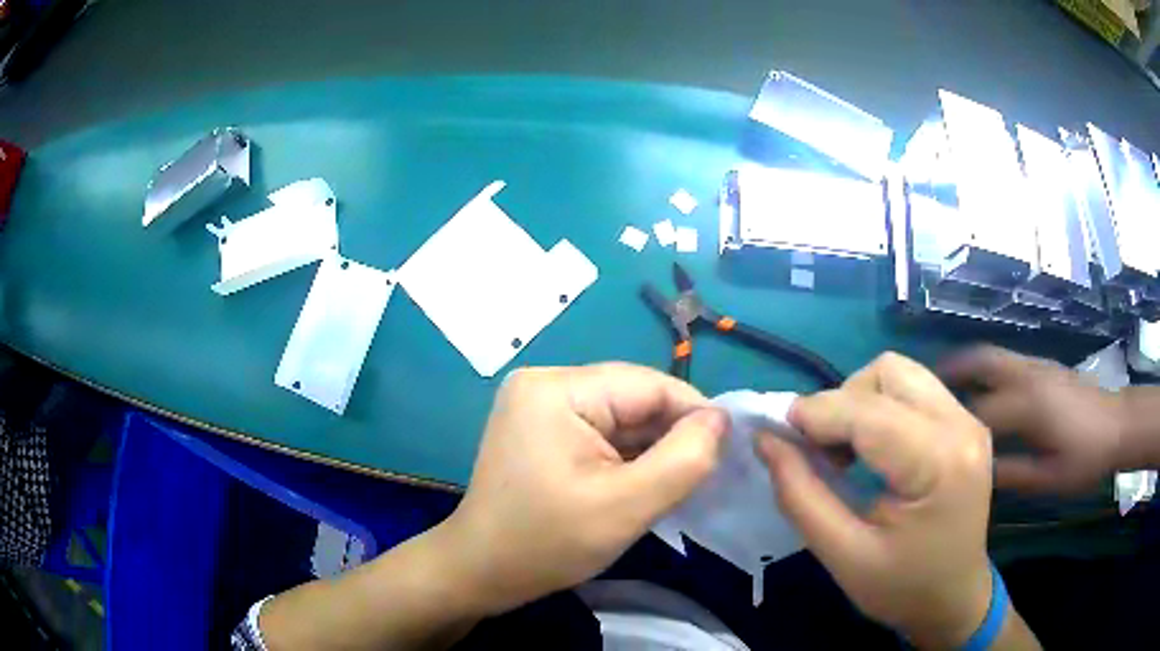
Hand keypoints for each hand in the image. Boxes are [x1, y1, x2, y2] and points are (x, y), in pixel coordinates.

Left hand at [439, 362, 727, 614]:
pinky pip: (600, 431)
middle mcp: (545, 383)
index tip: (725, 453)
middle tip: (699, 477)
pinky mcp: (541, 428)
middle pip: (633, 399)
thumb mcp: (627, 506)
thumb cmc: (547, 543)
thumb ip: (685, 459)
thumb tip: (720, 420)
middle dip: (670, 437)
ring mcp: (539, 405)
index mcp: (557, 389)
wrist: (481, 572)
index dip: (694, 416)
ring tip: (671, 484)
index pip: (649, 385)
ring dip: (650, 450)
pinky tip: (640, 483)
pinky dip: (626, 456)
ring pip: (620, 417)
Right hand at [756, 353, 993, 647]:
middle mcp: (962, 426)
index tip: (776, 432)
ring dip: (861, 400)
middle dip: (842, 402)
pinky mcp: (966, 423)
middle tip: (820, 450)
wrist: (954, 598)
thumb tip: (765, 439)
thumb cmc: (901, 588)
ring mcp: (969, 420)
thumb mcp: (843, 556)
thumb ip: (800, 495)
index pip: (870, 413)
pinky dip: (881, 408)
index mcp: (940, 464)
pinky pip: (914, 390)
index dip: (816, 414)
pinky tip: (873, 448)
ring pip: (901, 373)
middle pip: (889, 372)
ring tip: (846, 449)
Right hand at [940, 345, 1128, 493]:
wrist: (1117, 424)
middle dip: (950, 371)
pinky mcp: (1043, 366)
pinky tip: (982, 389)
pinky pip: (1005, 360)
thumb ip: (1012, 474)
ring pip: (993, 355)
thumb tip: (974, 473)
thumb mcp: (1049, 478)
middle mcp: (1027, 375)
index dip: (949, 425)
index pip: (978, 411)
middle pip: (981, 362)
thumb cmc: (1085, 457)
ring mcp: (1036, 365)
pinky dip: (985, 368)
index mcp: (1028, 406)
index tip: (925, 437)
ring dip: (966, 366)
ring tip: (943, 386)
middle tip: (920, 388)